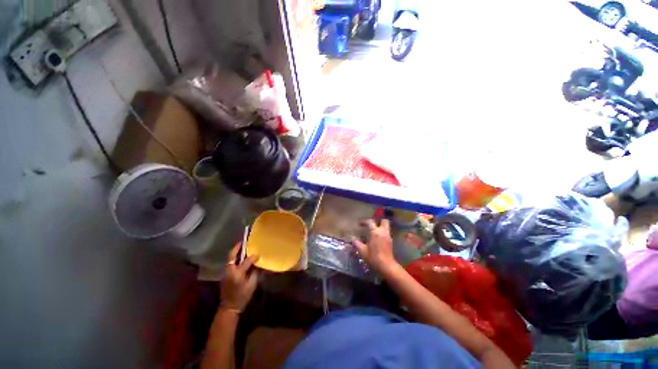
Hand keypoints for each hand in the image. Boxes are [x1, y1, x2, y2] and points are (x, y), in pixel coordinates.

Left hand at [221, 243, 258, 311]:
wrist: (229, 307)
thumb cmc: (242, 296)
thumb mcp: (252, 285)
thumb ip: (254, 272)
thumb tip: (257, 264)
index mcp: (238, 273)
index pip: (246, 261)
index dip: (253, 257)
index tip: (258, 254)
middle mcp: (230, 271)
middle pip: (232, 256)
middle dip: (237, 247)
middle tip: (243, 241)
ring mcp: (226, 273)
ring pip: (230, 259)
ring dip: (236, 252)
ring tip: (243, 247)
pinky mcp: (225, 275)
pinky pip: (230, 263)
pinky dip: (234, 258)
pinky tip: (240, 258)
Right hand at [352, 219, 397, 273]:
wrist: (386, 266)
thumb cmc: (373, 257)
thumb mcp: (362, 251)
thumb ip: (357, 243)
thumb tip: (352, 239)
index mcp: (375, 232)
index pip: (370, 222)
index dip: (364, 221)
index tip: (360, 224)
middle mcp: (383, 232)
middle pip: (384, 220)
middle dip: (378, 220)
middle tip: (372, 225)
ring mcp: (388, 236)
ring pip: (386, 226)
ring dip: (381, 226)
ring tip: (374, 231)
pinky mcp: (391, 241)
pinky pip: (387, 233)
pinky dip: (383, 232)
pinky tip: (378, 238)